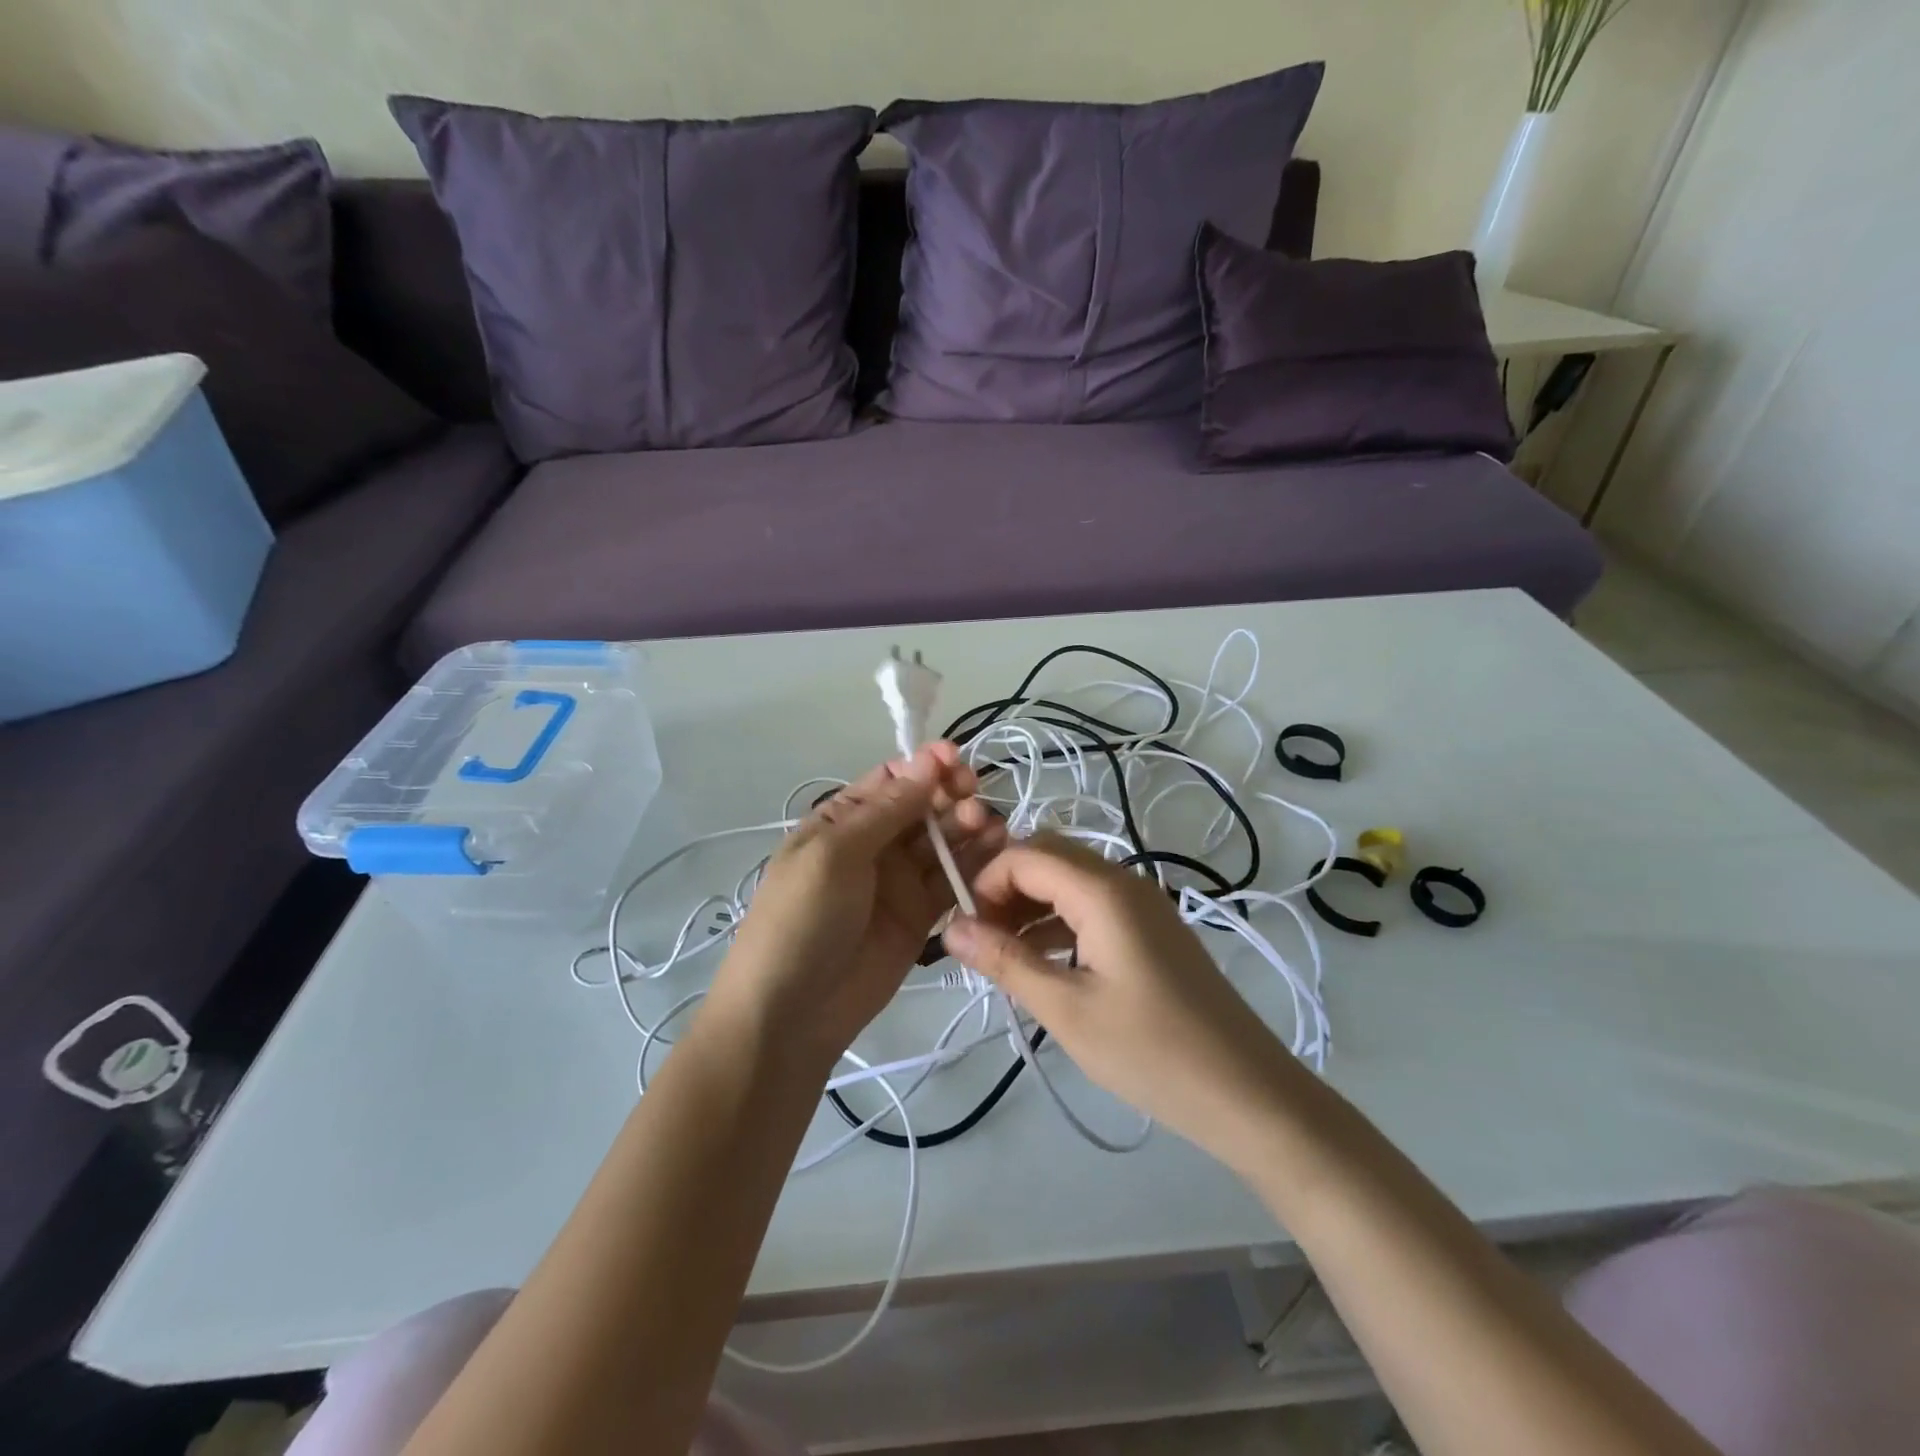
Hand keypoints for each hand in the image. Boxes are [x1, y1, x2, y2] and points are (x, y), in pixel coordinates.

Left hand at [711, 744, 1003, 1068]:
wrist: (791, 1014)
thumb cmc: (801, 919)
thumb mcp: (834, 854)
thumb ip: (885, 811)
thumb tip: (926, 762)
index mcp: (841, 821)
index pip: (890, 781)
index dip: (923, 766)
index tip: (955, 759)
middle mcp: (873, 844)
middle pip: (921, 807)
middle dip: (949, 795)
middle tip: (975, 795)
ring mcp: (898, 881)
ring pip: (941, 842)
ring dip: (966, 827)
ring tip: (989, 825)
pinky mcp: (920, 916)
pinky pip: (951, 882)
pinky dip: (974, 866)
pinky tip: (997, 851)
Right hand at [943, 833, 1298, 1171]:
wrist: (1247, 1092)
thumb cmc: (1151, 1051)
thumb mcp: (1066, 1010)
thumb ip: (1006, 961)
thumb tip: (949, 928)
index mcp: (1103, 890)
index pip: (1025, 854)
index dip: (984, 882)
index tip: (962, 928)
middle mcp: (1124, 880)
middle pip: (1048, 856)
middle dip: (1004, 887)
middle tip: (980, 939)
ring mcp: (1142, 903)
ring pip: (1069, 879)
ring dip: (1029, 905)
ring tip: (1003, 955)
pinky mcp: (1151, 928)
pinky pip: (1092, 905)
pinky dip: (1058, 921)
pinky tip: (1042, 962)